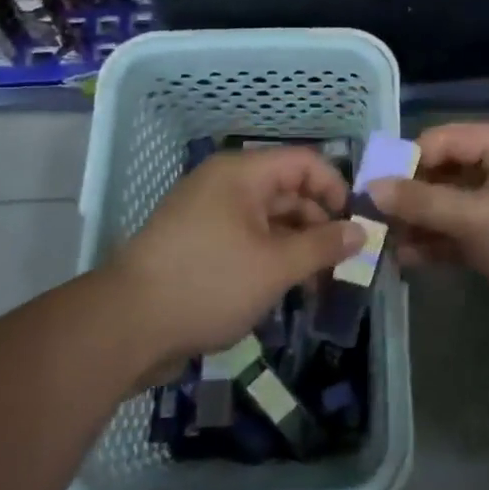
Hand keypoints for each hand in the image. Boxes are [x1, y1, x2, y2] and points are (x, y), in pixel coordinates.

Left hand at [105, 147, 362, 377]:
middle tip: (344, 265)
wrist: (126, 327)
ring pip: (269, 221)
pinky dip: (271, 259)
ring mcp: (209, 216)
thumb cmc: (208, 283)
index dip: (336, 189)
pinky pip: (247, 241)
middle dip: (320, 226)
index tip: (357, 227)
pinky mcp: (198, 246)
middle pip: (288, 192)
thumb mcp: (275, 266)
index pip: (305, 163)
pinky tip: (287, 291)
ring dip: (298, 248)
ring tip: (319, 286)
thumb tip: (362, 232)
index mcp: (242, 174)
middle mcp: (226, 186)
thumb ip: (323, 246)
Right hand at [367, 123, 488, 348]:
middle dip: (412, 196)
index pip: (446, 139)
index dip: (408, 160)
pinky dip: (441, 244)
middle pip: (449, 174)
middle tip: (374, 219)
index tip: (373, 186)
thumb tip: (372, 187)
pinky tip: (409, 259)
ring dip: (422, 223)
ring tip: (385, 244)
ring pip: (455, 208)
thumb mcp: (477, 216)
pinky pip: (467, 236)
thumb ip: (423, 201)